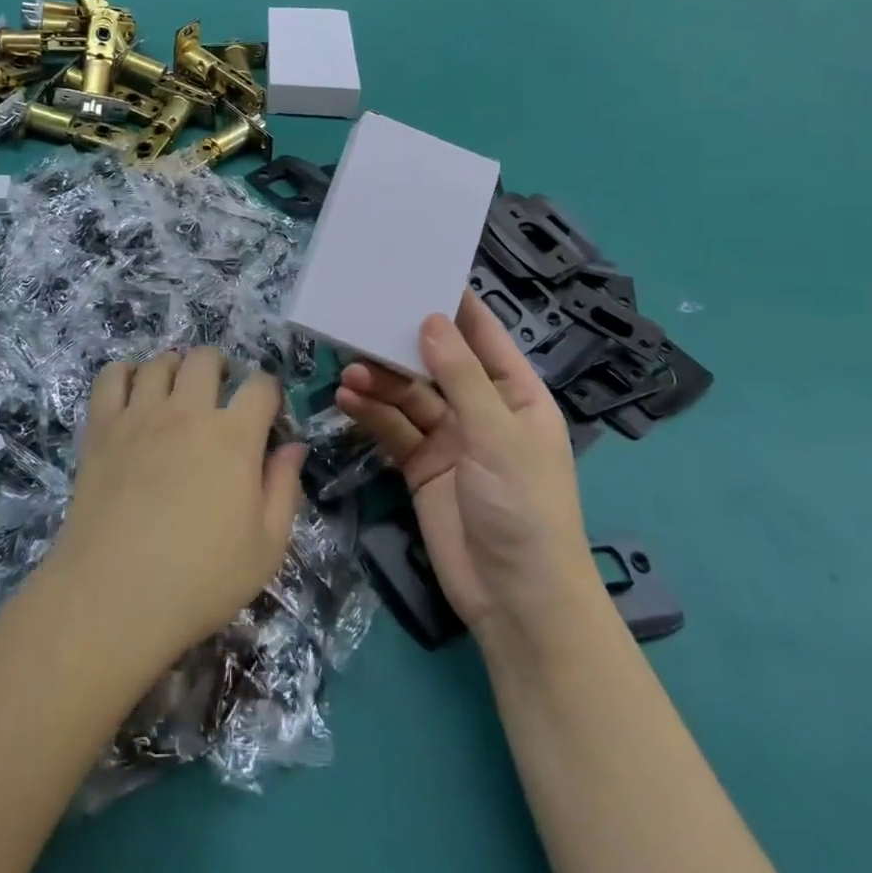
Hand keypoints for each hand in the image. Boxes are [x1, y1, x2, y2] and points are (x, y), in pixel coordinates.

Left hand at [46, 348, 306, 665]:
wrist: (115, 595)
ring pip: (160, 361)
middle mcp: (187, 411)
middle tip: (218, 394)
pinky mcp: (102, 426)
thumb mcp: (266, 548)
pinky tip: (133, 392)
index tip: (265, 412)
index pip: (260, 386)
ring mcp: (140, 415)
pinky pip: (112, 376)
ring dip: (174, 368)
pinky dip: (125, 373)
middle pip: (206, 358)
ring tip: (175, 392)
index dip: (269, 392)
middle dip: (219, 367)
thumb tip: (294, 447)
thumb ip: (284, 489)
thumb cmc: (200, 579)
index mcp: (233, 437)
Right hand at [336, 293, 593, 644]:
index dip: (454, 306)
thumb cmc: (524, 507)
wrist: (516, 601)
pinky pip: (392, 428)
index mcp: (515, 394)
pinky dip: (370, 414)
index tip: (416, 272)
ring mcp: (448, 439)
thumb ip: (460, 375)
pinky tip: (347, 401)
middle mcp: (481, 410)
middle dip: (400, 347)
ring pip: (407, 395)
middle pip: (435, 364)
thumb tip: (431, 318)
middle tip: (361, 322)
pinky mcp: (420, 466)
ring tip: (348, 372)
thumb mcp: (497, 435)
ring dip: (379, 382)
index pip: (483, 337)